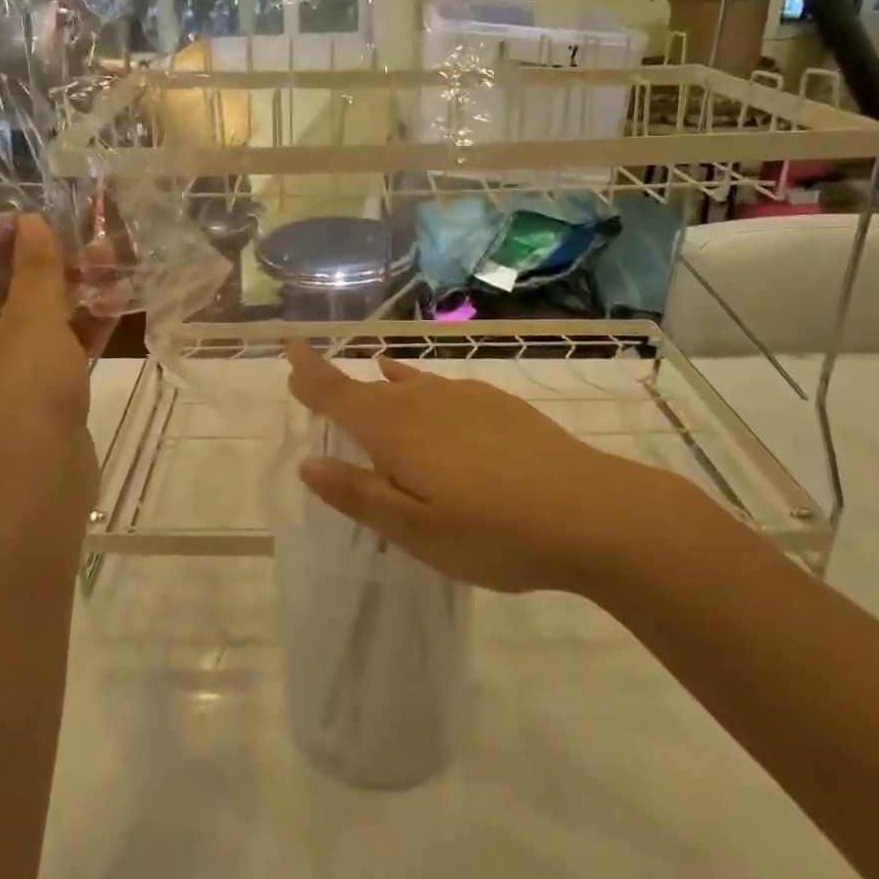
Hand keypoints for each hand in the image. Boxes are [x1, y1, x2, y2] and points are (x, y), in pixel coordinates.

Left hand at [0, 216, 115, 540]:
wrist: (34, 494)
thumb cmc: (19, 398)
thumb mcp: (31, 323)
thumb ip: (36, 269)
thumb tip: (31, 223)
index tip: (28, 222)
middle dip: (36, 259)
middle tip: (77, 237)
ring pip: (28, 315)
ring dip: (66, 288)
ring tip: (109, 259)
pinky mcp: (32, 392)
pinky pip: (52, 345)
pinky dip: (80, 323)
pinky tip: (118, 298)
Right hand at [285, 342, 690, 593]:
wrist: (591, 511)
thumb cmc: (493, 531)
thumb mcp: (415, 530)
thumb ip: (359, 496)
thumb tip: (308, 465)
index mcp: (395, 430)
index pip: (337, 393)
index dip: (309, 372)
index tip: (286, 346)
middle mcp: (423, 401)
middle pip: (370, 388)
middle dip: (339, 385)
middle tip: (317, 385)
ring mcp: (464, 397)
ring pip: (408, 385)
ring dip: (383, 387)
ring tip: (371, 381)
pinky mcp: (497, 403)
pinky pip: (441, 387)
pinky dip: (421, 387)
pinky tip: (428, 394)